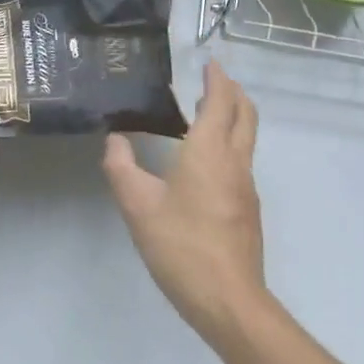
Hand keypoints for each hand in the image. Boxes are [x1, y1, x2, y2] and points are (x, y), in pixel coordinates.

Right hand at [103, 61, 265, 342]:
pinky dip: (229, 143)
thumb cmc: (182, 246)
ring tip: (205, 114)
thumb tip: (115, 139)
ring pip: (247, 138)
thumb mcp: (138, 206)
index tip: (209, 62)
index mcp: (211, 151)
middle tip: (212, 80)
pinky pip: (242, 160)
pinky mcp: (248, 209)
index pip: (221, 101)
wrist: (229, 301)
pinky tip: (205, 160)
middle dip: (232, 92)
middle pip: (245, 114)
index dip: (217, 79)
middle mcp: (236, 162)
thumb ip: (122, 168)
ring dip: (232, 117)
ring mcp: (247, 187)